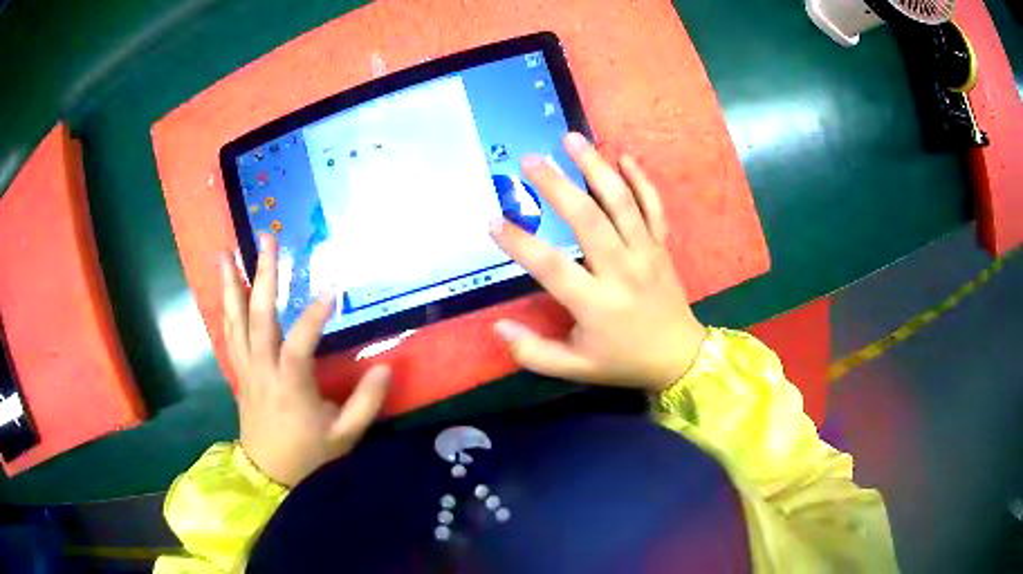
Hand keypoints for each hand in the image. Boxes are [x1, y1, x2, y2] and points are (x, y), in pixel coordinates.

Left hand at [220, 235, 390, 486]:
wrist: (269, 474)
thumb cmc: (308, 455)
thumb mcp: (345, 436)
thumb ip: (366, 403)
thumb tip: (386, 366)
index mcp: (289, 387)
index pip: (298, 344)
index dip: (313, 317)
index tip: (332, 291)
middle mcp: (262, 371)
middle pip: (258, 318)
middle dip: (263, 276)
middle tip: (267, 240)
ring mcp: (246, 369)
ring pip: (234, 321)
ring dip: (231, 285)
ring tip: (225, 251)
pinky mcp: (239, 372)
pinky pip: (229, 334)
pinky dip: (226, 307)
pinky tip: (226, 287)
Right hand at [490, 133, 707, 392]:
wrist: (680, 358)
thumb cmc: (624, 361)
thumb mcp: (575, 368)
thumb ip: (534, 352)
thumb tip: (498, 327)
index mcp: (596, 304)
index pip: (552, 267)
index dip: (521, 243)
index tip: (493, 221)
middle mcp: (622, 270)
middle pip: (588, 220)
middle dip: (557, 186)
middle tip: (531, 160)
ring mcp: (646, 253)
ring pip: (621, 203)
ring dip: (596, 167)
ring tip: (572, 139)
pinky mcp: (661, 246)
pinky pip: (653, 207)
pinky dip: (640, 179)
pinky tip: (623, 155)